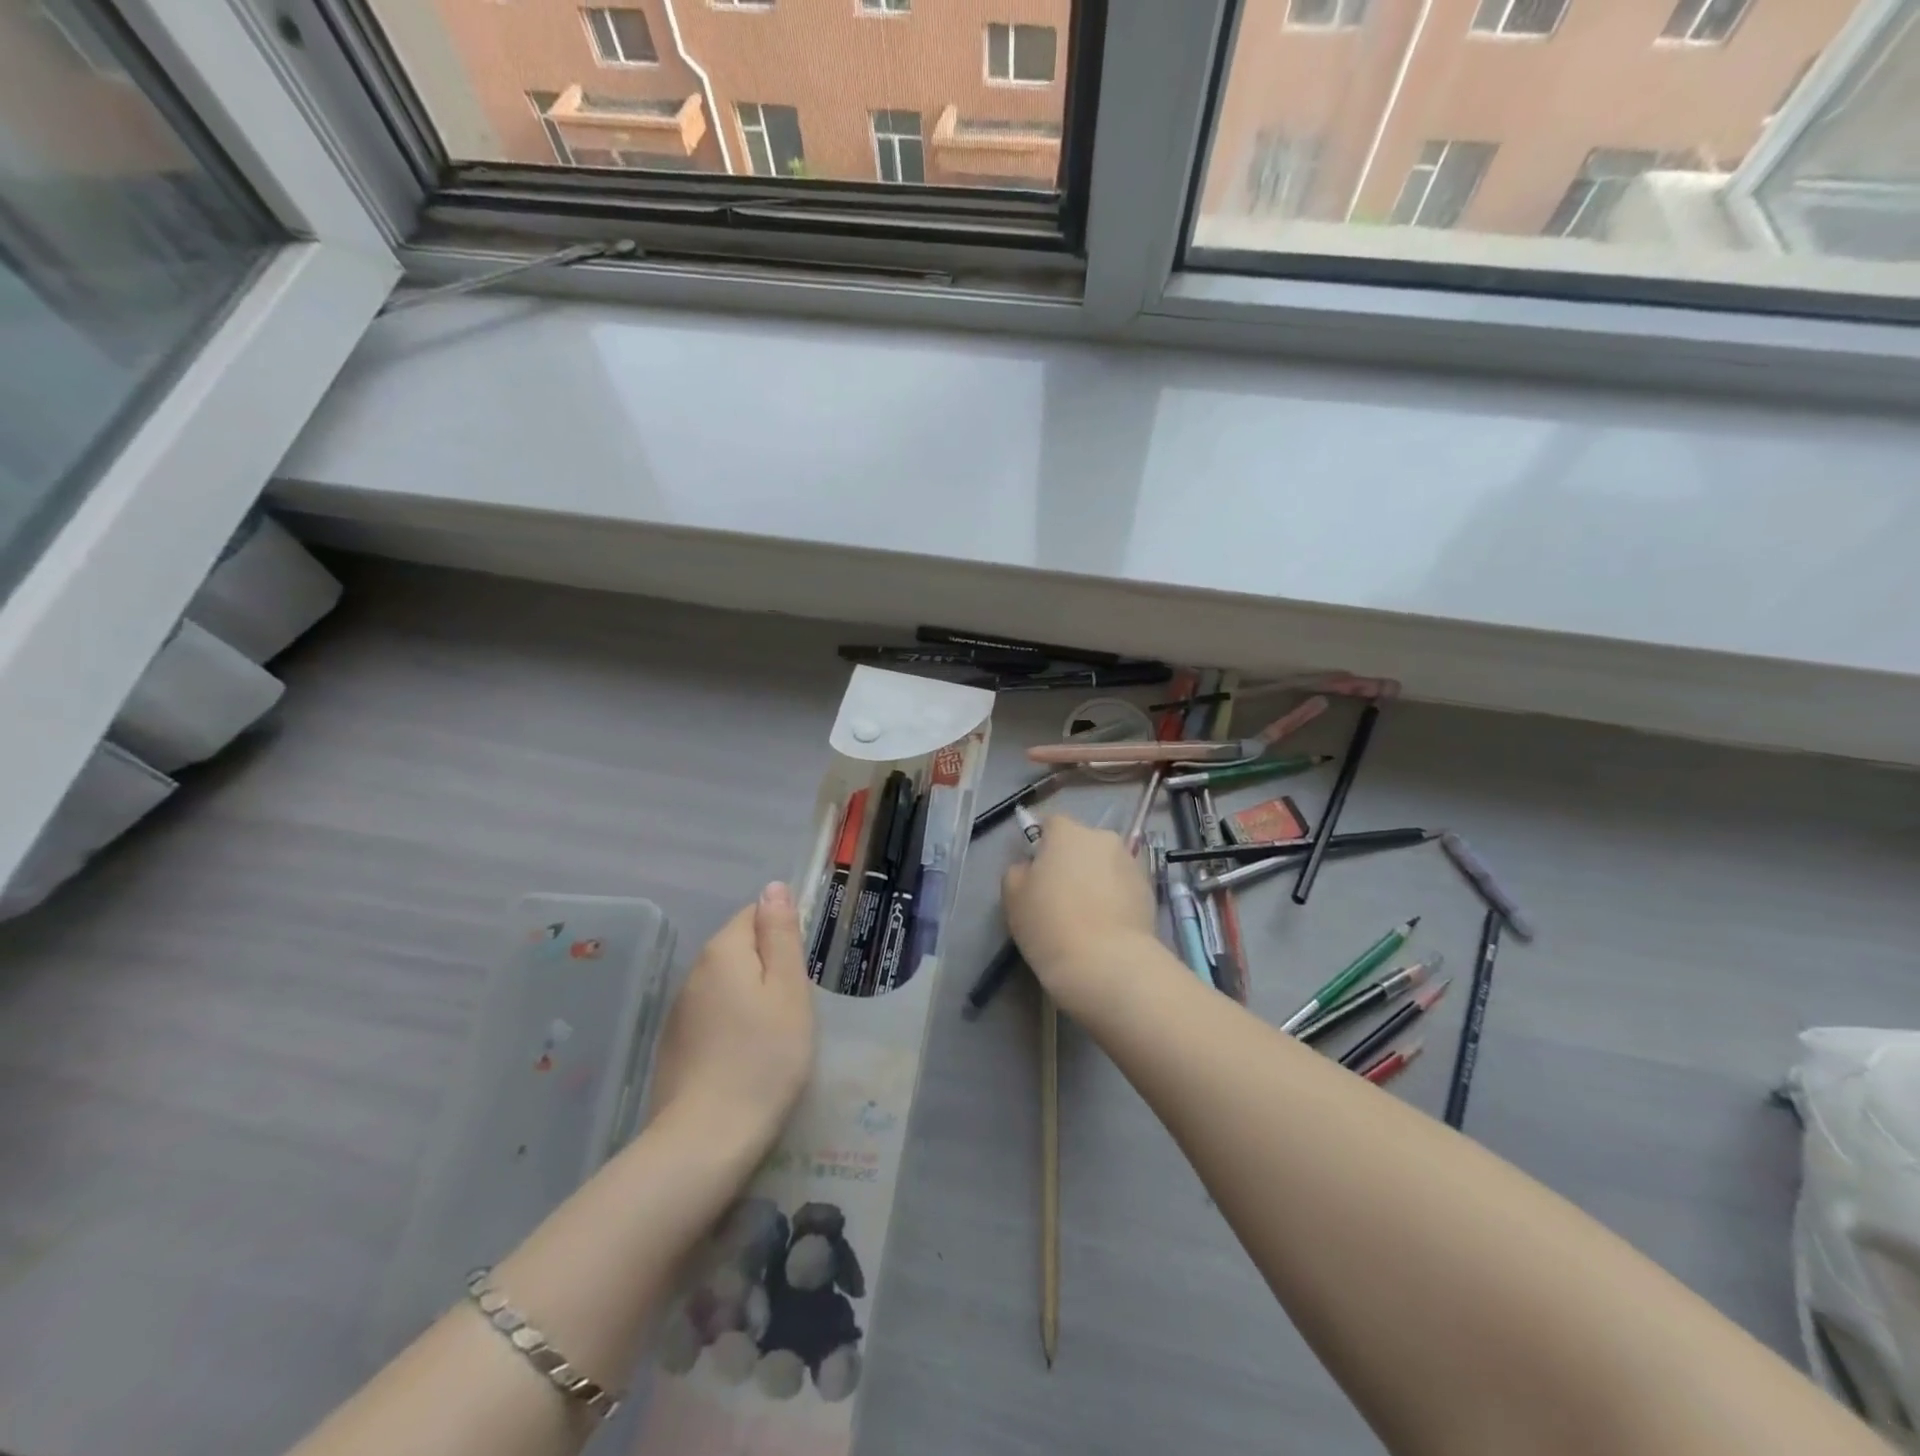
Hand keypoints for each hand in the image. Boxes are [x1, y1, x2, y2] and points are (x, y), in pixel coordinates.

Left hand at [651, 883, 815, 1156]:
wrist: (705, 1141)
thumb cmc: (764, 1059)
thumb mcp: (788, 991)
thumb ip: (781, 935)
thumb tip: (774, 887)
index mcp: (723, 951)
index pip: (755, 914)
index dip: (784, 934)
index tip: (805, 969)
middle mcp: (694, 972)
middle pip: (739, 948)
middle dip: (769, 966)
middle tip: (797, 1005)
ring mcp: (680, 1011)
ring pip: (726, 984)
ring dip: (751, 996)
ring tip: (777, 1033)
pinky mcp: (675, 1045)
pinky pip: (712, 1015)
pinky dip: (732, 1023)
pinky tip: (748, 1056)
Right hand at [1002, 814, 1157, 1016]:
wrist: (1106, 963)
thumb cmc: (1050, 923)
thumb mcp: (1013, 896)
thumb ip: (1019, 871)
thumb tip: (1031, 868)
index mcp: (1068, 832)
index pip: (1051, 824)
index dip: (1042, 846)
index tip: (1037, 873)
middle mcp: (1103, 838)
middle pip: (1082, 843)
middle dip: (1073, 862)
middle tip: (1061, 895)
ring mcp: (1131, 863)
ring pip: (1105, 865)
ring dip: (1096, 879)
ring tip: (1087, 915)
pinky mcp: (1150, 891)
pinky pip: (1124, 887)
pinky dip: (1115, 898)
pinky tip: (1106, 926)